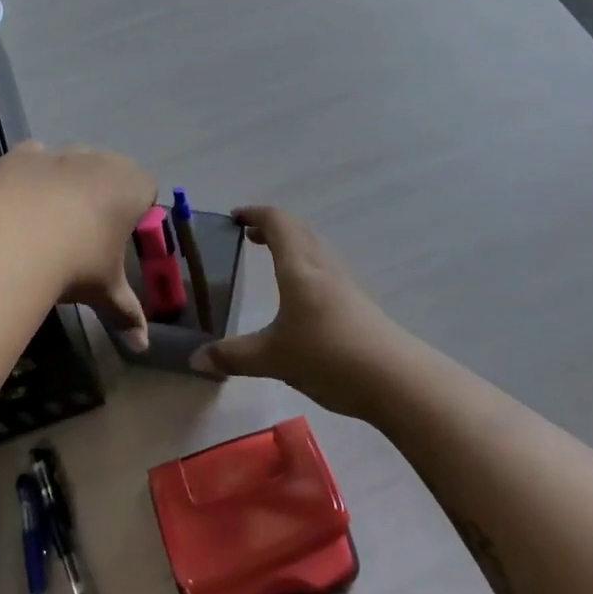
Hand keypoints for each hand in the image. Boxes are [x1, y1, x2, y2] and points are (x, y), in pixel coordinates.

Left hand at [0, 142, 156, 350]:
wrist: (15, 243)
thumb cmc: (77, 264)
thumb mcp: (106, 291)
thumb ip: (127, 314)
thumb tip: (142, 347)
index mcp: (132, 187)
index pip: (147, 189)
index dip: (136, 210)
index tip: (120, 236)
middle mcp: (101, 160)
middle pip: (110, 170)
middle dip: (102, 193)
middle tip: (86, 231)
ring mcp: (60, 153)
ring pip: (72, 161)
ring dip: (67, 181)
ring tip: (50, 220)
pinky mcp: (22, 155)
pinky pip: (33, 157)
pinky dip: (31, 174)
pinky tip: (21, 201)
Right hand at [194, 207, 411, 418]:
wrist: (396, 379)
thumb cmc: (328, 356)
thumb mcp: (272, 358)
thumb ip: (234, 356)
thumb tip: (196, 359)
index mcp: (299, 267)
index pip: (277, 222)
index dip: (255, 214)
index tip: (235, 217)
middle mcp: (323, 266)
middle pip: (298, 230)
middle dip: (272, 227)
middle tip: (249, 236)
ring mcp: (344, 284)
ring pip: (314, 249)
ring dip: (291, 245)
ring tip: (272, 260)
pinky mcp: (357, 303)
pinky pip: (325, 270)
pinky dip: (305, 267)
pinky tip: (300, 296)